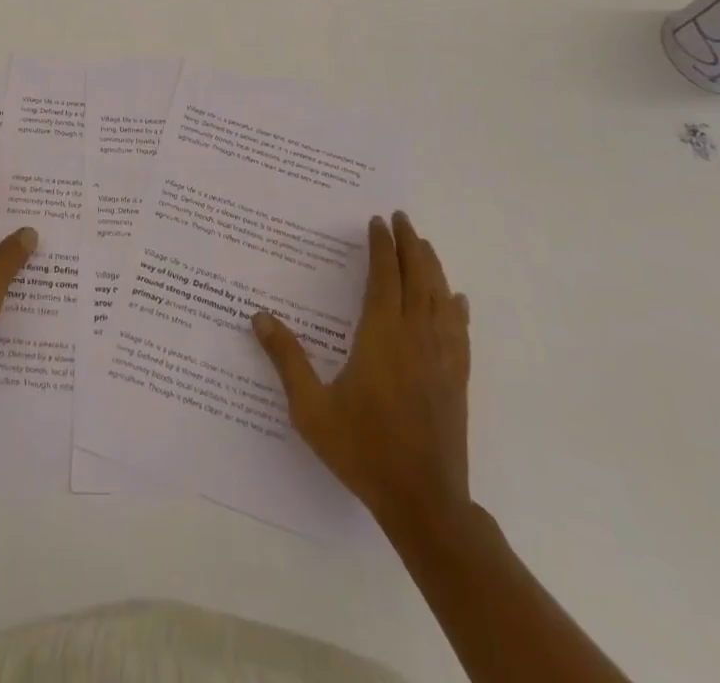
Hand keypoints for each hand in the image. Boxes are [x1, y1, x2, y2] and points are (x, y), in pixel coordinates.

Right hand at [252, 211, 471, 526]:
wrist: (424, 501)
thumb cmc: (363, 450)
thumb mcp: (311, 408)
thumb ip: (286, 359)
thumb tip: (259, 316)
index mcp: (381, 337)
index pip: (384, 277)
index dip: (381, 246)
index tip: (377, 221)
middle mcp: (415, 337)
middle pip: (417, 278)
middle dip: (409, 244)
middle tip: (401, 218)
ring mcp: (442, 358)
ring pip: (441, 299)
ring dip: (432, 267)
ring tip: (424, 245)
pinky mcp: (458, 380)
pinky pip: (460, 332)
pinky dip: (456, 308)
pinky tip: (456, 300)